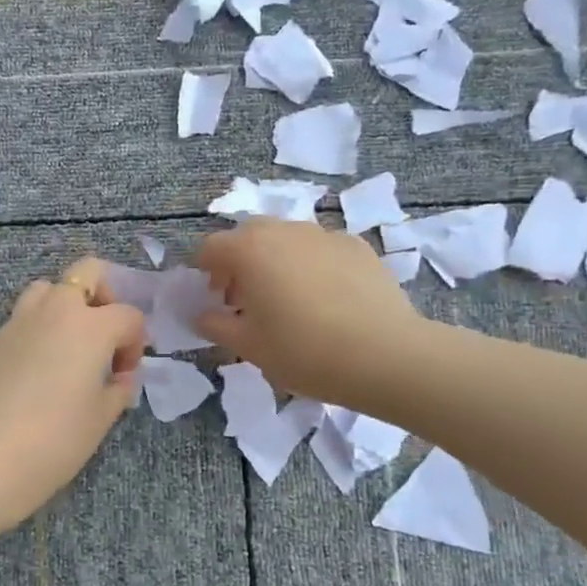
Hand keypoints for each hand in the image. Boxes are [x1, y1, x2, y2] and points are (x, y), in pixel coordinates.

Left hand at [0, 259, 146, 528]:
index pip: (128, 315)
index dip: (136, 343)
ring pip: (48, 289)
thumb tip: (121, 378)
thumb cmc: (55, 439)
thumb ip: (118, 389)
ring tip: (70, 348)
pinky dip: (39, 329)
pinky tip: (40, 369)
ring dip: (66, 306)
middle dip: (105, 297)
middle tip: (104, 337)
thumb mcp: (101, 417)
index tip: (125, 375)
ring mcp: (19, 321)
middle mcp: (55, 311)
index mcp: (91, 326)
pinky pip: (24, 318)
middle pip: (88, 273)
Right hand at [195, 218, 421, 403]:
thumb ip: (216, 326)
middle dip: (241, 262)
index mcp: (249, 250)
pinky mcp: (358, 247)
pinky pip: (321, 250)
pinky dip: (312, 266)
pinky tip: (327, 301)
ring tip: (290, 301)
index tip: (216, 300)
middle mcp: (285, 231)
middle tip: (248, 300)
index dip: (206, 272)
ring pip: (287, 239)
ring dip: (277, 261)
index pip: (211, 247)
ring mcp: (325, 235)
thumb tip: (202, 315)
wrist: (384, 355)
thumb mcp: (248, 347)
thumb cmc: (302, 351)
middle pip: (249, 236)